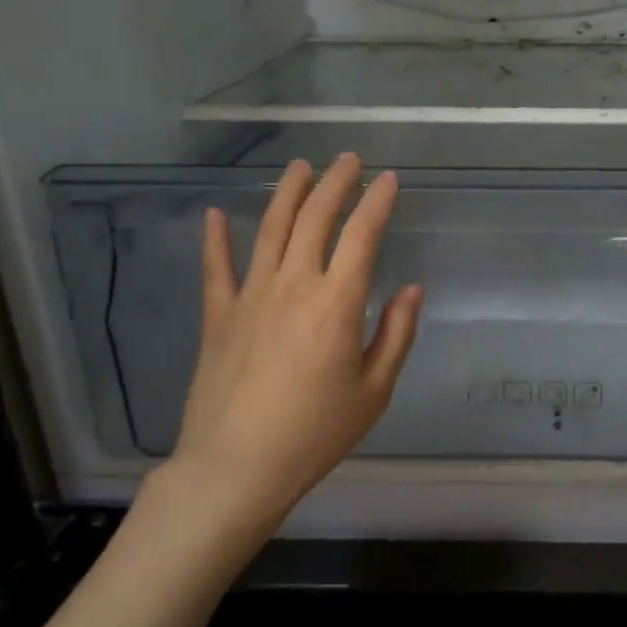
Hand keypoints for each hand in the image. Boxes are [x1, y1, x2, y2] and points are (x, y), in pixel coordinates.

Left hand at [155, 154, 423, 534]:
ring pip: (270, 229)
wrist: (236, 467)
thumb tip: (412, 289)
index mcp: (337, 304)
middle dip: (335, 183)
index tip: (388, 179)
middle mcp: (293, 285)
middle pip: (314, 219)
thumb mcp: (374, 390)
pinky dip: (215, 239)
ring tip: (301, 166)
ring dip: (288, 193)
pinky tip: (214, 214)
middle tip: (348, 159)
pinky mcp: (219, 315)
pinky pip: (216, 268)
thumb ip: (396, 334)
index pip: (361, 236)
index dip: (377, 202)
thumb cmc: (315, 433)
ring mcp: (250, 296)